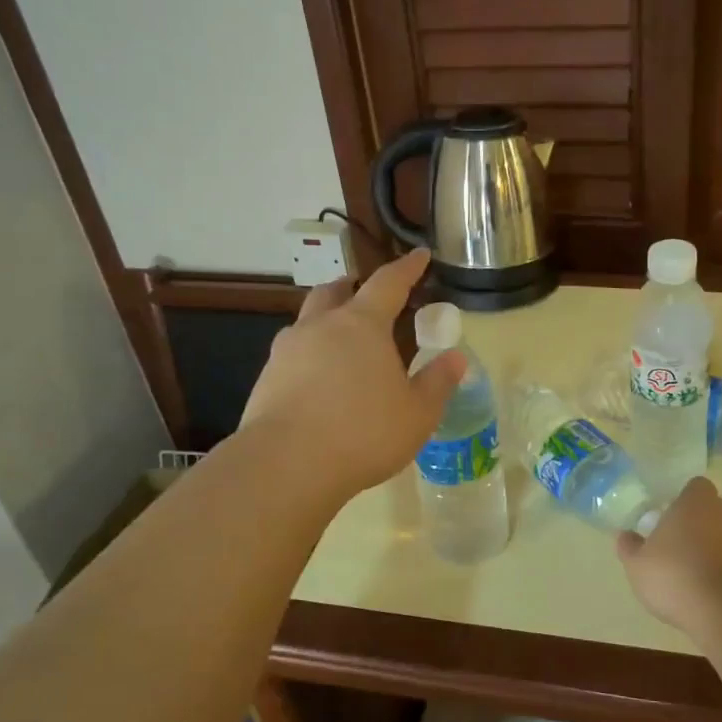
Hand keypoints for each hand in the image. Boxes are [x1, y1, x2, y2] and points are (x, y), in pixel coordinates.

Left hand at [241, 247, 464, 498]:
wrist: (287, 465)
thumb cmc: (364, 432)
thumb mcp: (417, 413)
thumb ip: (437, 383)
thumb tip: (456, 359)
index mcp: (362, 325)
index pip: (388, 283)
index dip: (407, 268)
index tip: (419, 256)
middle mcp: (320, 327)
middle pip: (335, 291)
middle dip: (354, 287)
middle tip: (369, 296)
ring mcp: (287, 351)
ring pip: (307, 320)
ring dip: (326, 320)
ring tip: (342, 342)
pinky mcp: (266, 379)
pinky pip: (292, 354)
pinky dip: (309, 355)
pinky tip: (318, 380)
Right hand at [615, 477, 721, 632]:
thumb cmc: (676, 577)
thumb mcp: (638, 566)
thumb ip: (630, 548)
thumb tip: (625, 535)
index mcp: (696, 502)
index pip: (696, 486)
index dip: (686, 501)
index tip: (674, 520)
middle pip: (720, 508)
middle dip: (708, 523)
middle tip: (689, 546)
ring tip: (706, 573)